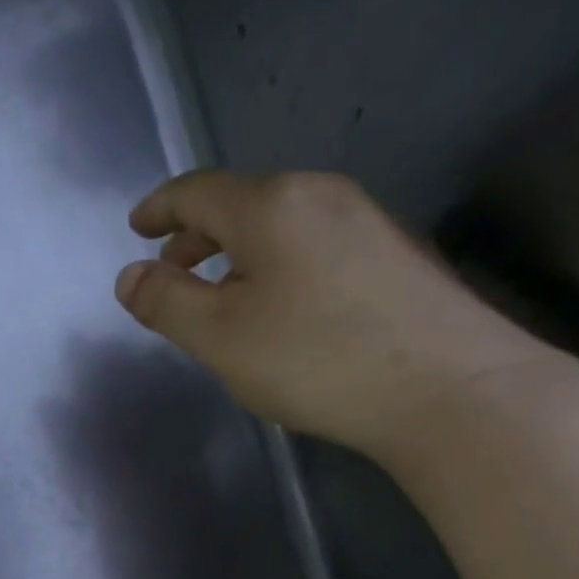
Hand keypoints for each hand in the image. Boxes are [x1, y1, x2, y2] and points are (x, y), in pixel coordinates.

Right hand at [114, 171, 561, 457]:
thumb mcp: (220, 338)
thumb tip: (130, 276)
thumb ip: (167, 304)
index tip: (136, 227)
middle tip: (172, 271)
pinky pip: (315, 247)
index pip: (198, 191)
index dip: (160, 208)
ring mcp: (367, 222)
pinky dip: (278, 267)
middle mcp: (321, 196)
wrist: (448, 387)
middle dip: (198, 235)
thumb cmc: (316, 358)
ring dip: (239, 254)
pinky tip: (283, 311)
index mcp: (270, 206)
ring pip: (281, 227)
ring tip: (223, 298)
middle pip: (243, 204)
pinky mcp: (396, 257)